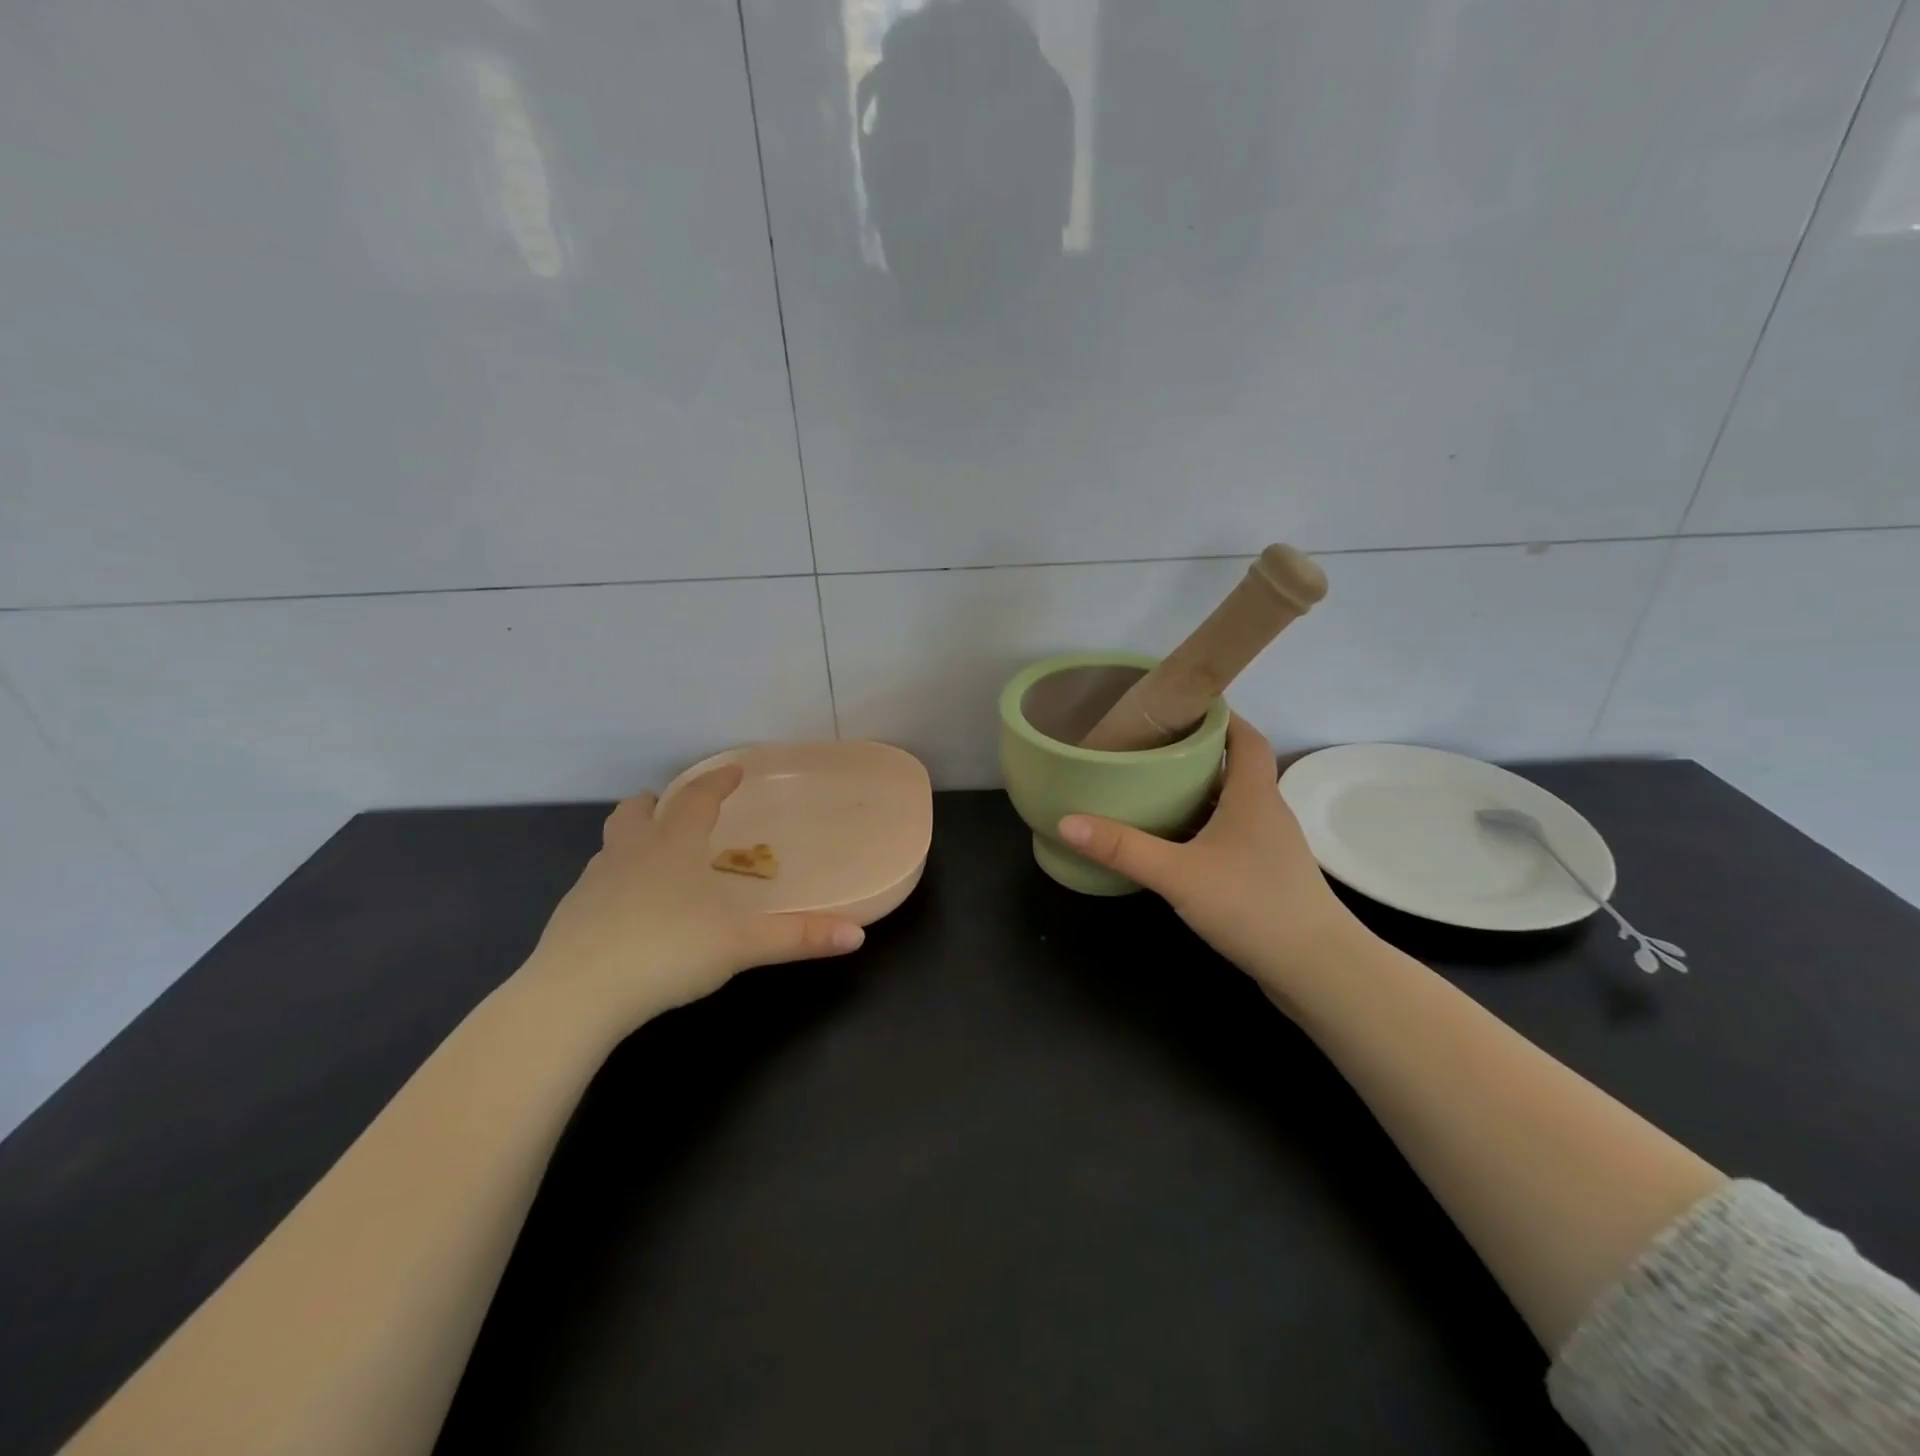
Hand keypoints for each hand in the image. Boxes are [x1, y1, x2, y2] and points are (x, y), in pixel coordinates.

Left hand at [521, 765, 864, 1030]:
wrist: (576, 996)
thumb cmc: (666, 953)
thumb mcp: (741, 946)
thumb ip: (798, 937)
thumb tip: (857, 935)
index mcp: (673, 848)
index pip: (697, 799)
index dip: (718, 782)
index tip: (733, 770)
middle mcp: (630, 854)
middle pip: (636, 813)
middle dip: (656, 803)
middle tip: (670, 805)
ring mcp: (593, 884)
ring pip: (610, 845)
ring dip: (631, 838)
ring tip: (650, 855)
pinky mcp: (570, 917)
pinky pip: (596, 884)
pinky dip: (614, 881)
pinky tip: (626, 910)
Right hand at [1058, 716, 1366, 997]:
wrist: (1318, 970)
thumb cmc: (1252, 905)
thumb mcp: (1178, 874)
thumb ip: (1122, 848)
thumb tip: (1067, 821)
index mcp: (1254, 795)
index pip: (1245, 737)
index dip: (1218, 716)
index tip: (1179, 706)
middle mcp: (1267, 812)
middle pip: (1235, 768)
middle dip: (1195, 754)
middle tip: (1148, 749)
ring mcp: (1270, 847)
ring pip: (1232, 805)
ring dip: (1198, 794)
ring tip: (1151, 790)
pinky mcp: (1267, 876)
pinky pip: (1231, 836)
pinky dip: (1204, 828)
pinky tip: (1174, 845)